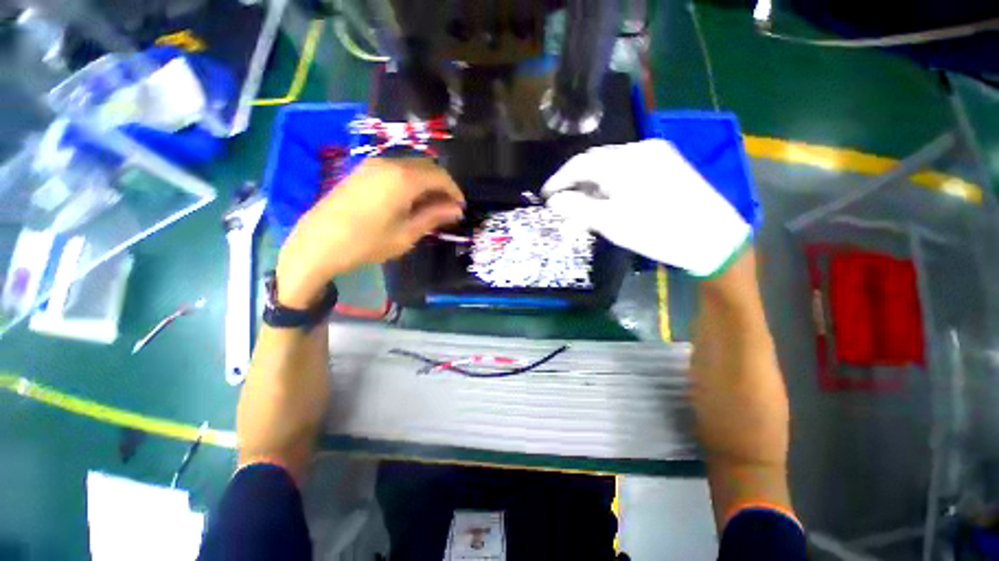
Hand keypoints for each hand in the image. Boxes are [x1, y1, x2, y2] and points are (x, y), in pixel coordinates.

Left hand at [276, 157, 464, 306]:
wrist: (318, 244)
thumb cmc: (367, 243)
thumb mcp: (406, 234)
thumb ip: (433, 217)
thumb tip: (456, 209)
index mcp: (403, 179)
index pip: (440, 176)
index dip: (454, 191)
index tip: (460, 208)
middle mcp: (389, 163)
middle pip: (426, 167)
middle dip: (442, 185)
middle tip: (448, 208)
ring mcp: (372, 164)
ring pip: (410, 167)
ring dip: (426, 183)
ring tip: (430, 207)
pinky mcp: (362, 171)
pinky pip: (395, 170)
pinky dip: (409, 181)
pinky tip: (409, 200)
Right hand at [542, 139, 750, 276]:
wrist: (713, 238)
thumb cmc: (657, 231)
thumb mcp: (610, 222)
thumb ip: (577, 208)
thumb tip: (553, 201)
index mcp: (623, 161)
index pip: (579, 164)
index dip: (558, 180)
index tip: (545, 196)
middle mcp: (639, 149)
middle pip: (595, 163)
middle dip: (577, 186)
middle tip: (565, 208)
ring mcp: (656, 154)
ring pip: (612, 168)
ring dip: (594, 188)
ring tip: (587, 210)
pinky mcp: (667, 164)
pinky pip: (628, 170)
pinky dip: (612, 186)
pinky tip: (611, 202)